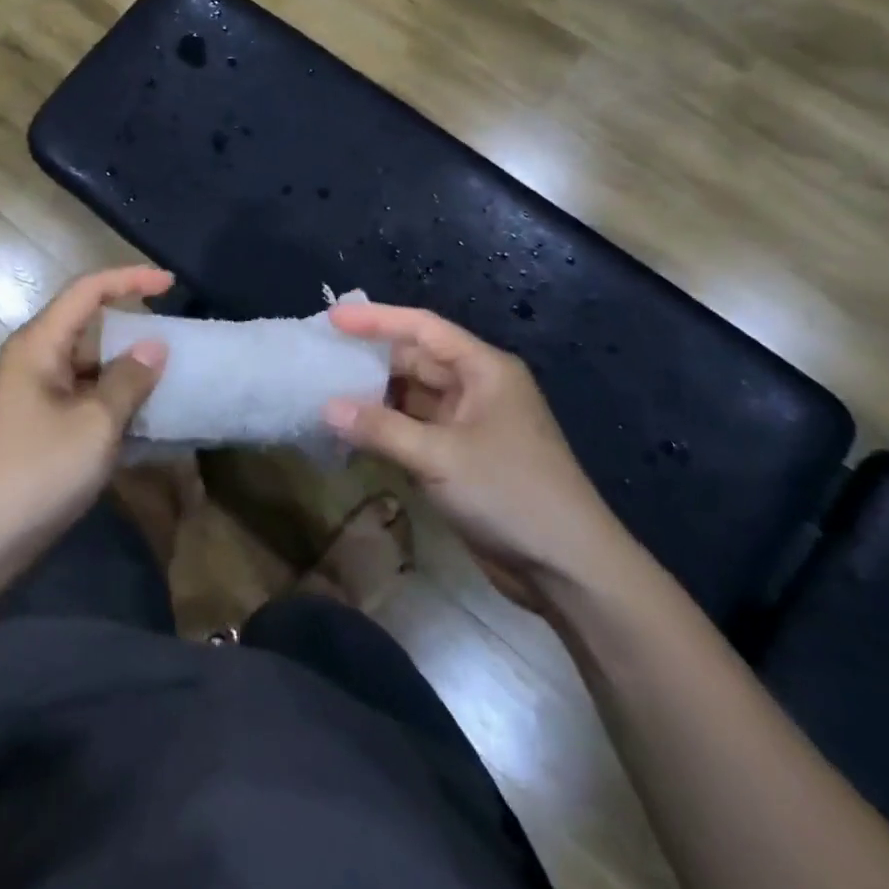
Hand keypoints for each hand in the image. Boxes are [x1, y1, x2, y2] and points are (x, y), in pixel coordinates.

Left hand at [0, 266, 172, 571]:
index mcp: (39, 345)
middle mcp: (31, 361)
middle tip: (176, 345)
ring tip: (169, 385)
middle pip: (87, 328)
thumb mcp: (95, 424)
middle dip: (131, 332)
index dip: (130, 279)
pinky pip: (80, 399)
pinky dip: (110, 404)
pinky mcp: (34, 428)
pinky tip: (142, 424)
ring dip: (124, 374)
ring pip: (86, 368)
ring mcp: (30, 396)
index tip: (170, 283)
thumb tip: (154, 346)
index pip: (87, 291)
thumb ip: (129, 380)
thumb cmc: (36, 472)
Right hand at [324, 302, 633, 608]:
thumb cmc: (511, 494)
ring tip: (324, 394)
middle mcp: (475, 388)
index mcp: (483, 369)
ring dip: (374, 398)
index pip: (422, 328)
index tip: (331, 320)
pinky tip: (351, 433)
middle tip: (320, 359)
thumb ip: (381, 429)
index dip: (376, 320)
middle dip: (369, 360)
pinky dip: (385, 430)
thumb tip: (326, 407)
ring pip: (411, 398)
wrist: (568, 569)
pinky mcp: (460, 458)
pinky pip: (414, 431)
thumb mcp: (441, 457)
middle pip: (414, 361)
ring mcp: (468, 424)